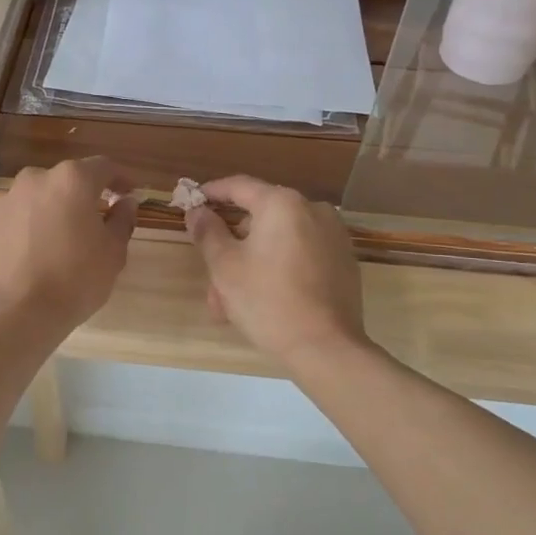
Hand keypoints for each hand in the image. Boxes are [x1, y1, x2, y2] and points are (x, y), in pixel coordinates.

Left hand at [0, 158, 137, 335]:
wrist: (17, 313)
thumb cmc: (75, 280)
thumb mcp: (113, 253)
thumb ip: (122, 220)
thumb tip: (125, 202)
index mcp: (72, 180)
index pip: (103, 167)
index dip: (119, 178)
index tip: (127, 193)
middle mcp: (35, 179)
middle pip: (64, 181)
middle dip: (79, 197)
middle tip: (90, 224)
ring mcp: (3, 200)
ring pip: (34, 199)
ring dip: (48, 212)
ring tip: (54, 242)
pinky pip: (10, 219)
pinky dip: (21, 229)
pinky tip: (26, 255)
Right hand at [186, 176, 367, 368]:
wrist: (326, 348)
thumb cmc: (268, 301)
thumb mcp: (225, 267)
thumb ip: (208, 231)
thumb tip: (197, 211)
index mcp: (282, 204)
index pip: (239, 186)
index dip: (211, 192)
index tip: (192, 202)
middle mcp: (313, 209)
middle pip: (260, 218)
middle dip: (231, 245)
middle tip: (211, 275)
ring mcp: (333, 236)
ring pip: (279, 240)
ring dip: (252, 262)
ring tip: (231, 302)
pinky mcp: (344, 261)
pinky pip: (300, 254)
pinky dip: (279, 268)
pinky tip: (264, 299)